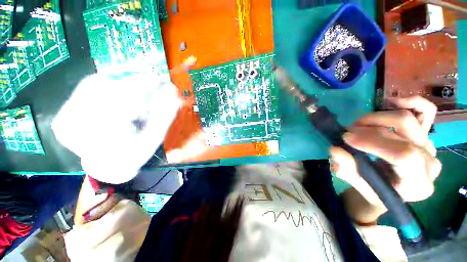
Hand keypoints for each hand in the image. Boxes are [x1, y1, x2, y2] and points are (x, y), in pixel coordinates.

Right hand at [330, 96, 441, 210]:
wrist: (392, 189)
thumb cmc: (375, 190)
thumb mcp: (358, 184)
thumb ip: (347, 169)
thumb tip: (335, 149)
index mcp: (418, 184)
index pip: (404, 155)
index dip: (373, 142)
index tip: (346, 137)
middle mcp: (430, 163)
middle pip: (404, 133)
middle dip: (368, 129)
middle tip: (347, 133)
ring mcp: (430, 146)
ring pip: (408, 119)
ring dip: (377, 118)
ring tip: (358, 125)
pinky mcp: (426, 135)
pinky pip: (427, 111)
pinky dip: (410, 102)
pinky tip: (390, 103)